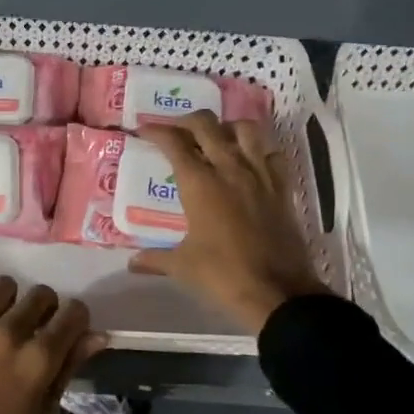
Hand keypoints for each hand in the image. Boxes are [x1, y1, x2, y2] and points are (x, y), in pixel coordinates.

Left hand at [0, 277, 105, 413]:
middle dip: (44, 310)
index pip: (73, 312)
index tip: (67, 331)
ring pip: (4, 285)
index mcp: (38, 360)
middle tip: (32, 331)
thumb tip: (97, 335)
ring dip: (9, 302)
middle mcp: (8, 333)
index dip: (75, 320)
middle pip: (40, 294)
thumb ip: (68, 368)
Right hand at [132, 112, 328, 333]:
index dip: (156, 131)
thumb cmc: (223, 275)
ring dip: (226, 127)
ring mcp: (260, 175)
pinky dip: (259, 149)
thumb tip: (132, 263)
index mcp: (199, 184)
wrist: (278, 292)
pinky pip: (272, 153)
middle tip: (176, 132)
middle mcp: (229, 169)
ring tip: (215, 139)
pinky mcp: (282, 188)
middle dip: (186, 121)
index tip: (144, 131)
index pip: (174, 142)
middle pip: (206, 125)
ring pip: (244, 129)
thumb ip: (155, 259)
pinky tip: (250, 161)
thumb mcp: (183, 266)